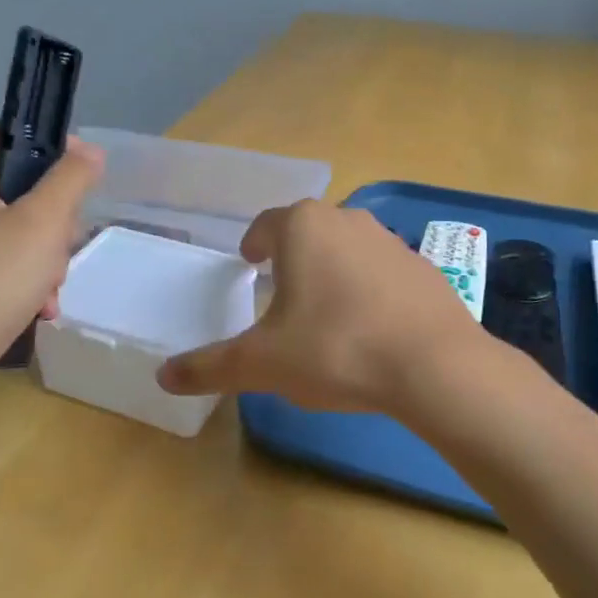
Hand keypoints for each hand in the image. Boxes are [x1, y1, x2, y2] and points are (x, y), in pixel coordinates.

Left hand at [0, 130, 102, 386]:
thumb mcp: (42, 226)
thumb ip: (71, 179)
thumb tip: (89, 149)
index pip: (14, 138)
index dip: (57, 157)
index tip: (84, 192)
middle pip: (15, 186)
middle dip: (49, 224)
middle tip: (57, 258)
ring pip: (7, 226)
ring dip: (38, 257)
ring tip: (46, 293)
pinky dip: (14, 276)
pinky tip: (33, 308)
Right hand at [156, 200, 482, 412]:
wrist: (434, 365)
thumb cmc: (335, 348)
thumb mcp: (263, 363)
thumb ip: (211, 367)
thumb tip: (163, 377)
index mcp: (303, 228)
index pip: (267, 224)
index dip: (254, 242)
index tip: (249, 261)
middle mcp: (347, 220)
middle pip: (309, 232)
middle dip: (292, 256)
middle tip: (280, 289)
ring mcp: (391, 241)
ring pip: (348, 248)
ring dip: (331, 270)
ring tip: (323, 311)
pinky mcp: (423, 267)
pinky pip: (383, 272)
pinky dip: (368, 289)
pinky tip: (369, 327)